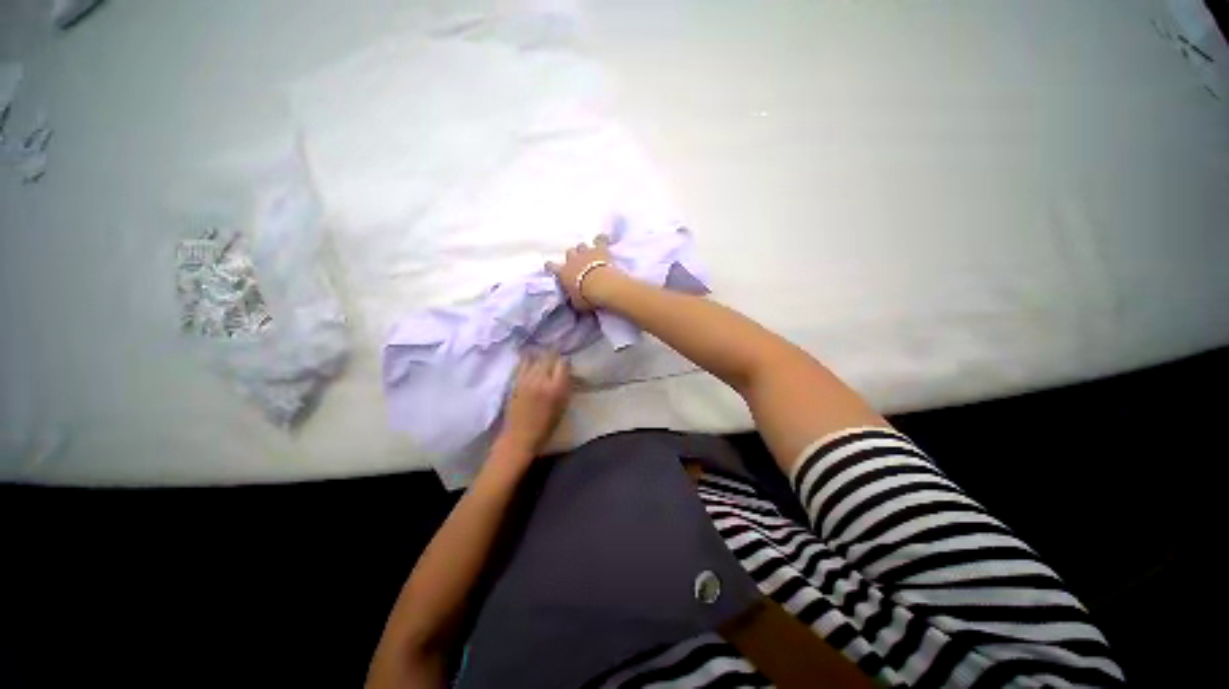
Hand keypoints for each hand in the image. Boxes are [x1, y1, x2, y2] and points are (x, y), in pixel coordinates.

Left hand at [497, 352, 571, 456]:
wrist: (520, 436)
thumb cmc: (546, 425)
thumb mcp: (563, 406)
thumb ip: (565, 386)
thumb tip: (567, 372)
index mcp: (556, 388)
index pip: (563, 363)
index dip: (566, 361)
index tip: (566, 364)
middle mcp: (541, 379)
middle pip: (548, 356)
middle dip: (554, 354)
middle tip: (556, 356)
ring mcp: (526, 379)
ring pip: (535, 357)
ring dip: (541, 355)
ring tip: (544, 355)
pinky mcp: (515, 381)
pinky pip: (523, 363)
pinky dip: (528, 359)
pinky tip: (530, 358)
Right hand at [546, 234, 617, 310]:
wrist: (602, 286)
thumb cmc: (587, 298)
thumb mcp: (577, 304)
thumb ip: (573, 300)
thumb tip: (571, 300)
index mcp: (563, 273)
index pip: (551, 266)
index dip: (550, 266)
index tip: (550, 267)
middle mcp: (572, 260)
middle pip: (569, 252)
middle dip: (573, 257)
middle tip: (578, 263)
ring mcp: (586, 252)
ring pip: (582, 245)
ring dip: (585, 250)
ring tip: (590, 254)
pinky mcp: (600, 249)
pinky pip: (600, 240)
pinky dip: (601, 240)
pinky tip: (604, 240)